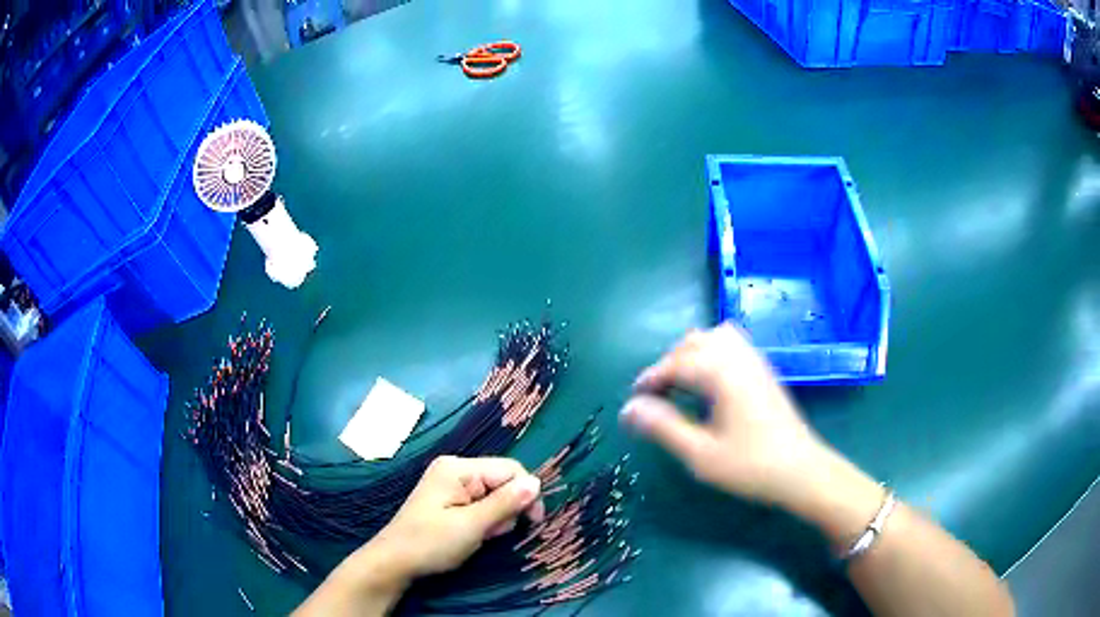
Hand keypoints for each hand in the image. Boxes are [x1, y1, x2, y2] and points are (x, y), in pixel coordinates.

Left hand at [294, 456, 544, 616]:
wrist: (395, 561)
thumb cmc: (431, 543)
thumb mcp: (471, 526)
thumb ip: (505, 503)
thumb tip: (537, 483)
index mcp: (459, 468)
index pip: (510, 469)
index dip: (526, 495)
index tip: (532, 523)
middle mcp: (455, 468)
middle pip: (503, 481)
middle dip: (507, 508)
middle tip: (493, 533)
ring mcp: (450, 482)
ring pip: (494, 494)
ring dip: (496, 517)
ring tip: (479, 536)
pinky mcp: (449, 497)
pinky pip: (481, 502)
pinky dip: (484, 519)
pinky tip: (473, 534)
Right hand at [620, 324, 829, 506]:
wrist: (802, 471)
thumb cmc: (751, 466)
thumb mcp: (700, 454)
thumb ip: (663, 428)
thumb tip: (628, 409)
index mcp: (721, 373)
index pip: (675, 364)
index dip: (649, 380)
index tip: (634, 402)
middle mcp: (738, 357)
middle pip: (693, 343)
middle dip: (668, 365)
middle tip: (656, 397)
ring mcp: (755, 360)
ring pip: (714, 337)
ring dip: (691, 354)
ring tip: (681, 385)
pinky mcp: (764, 370)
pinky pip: (732, 344)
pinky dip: (712, 353)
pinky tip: (710, 383)